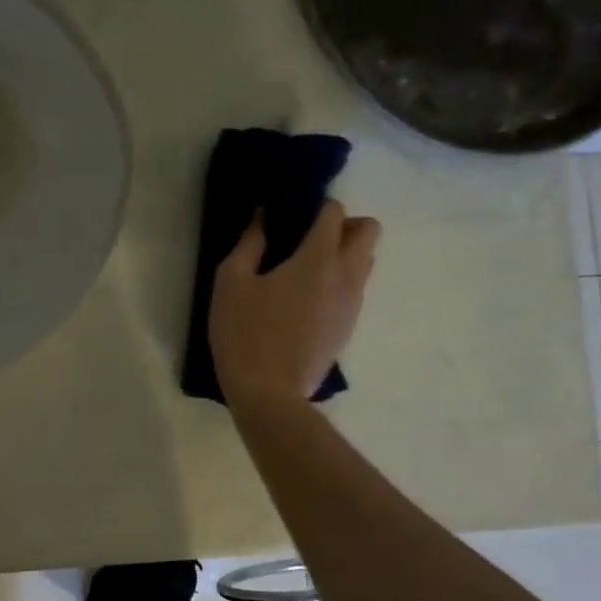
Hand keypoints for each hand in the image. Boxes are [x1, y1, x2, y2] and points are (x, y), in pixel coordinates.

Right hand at [209, 200, 378, 407]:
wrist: (269, 393)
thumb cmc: (244, 333)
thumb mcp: (231, 283)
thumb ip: (249, 244)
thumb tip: (263, 217)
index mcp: (317, 258)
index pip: (335, 213)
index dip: (316, 207)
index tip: (293, 216)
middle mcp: (346, 275)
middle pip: (369, 231)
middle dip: (344, 225)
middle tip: (308, 239)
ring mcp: (352, 304)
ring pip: (366, 261)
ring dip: (345, 254)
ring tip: (306, 270)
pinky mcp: (348, 327)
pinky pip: (355, 290)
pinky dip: (340, 283)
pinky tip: (306, 300)